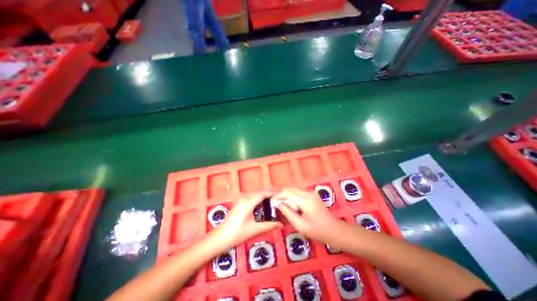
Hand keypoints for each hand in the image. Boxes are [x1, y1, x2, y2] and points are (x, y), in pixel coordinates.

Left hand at [216, 192, 282, 248]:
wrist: (220, 238)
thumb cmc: (238, 234)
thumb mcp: (255, 230)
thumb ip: (269, 225)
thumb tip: (281, 224)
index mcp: (249, 202)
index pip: (263, 193)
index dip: (272, 193)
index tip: (281, 195)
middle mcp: (245, 198)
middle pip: (259, 192)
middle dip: (269, 194)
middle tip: (279, 199)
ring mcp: (241, 200)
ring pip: (255, 194)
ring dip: (264, 195)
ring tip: (272, 201)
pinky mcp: (239, 203)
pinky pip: (251, 196)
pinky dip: (258, 198)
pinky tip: (262, 205)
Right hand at [273, 188, 343, 244]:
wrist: (334, 230)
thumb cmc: (317, 231)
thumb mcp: (299, 225)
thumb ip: (287, 212)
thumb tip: (278, 204)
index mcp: (305, 200)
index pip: (287, 192)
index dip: (277, 196)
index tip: (272, 203)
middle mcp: (308, 192)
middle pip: (289, 188)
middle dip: (281, 195)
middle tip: (277, 206)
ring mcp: (311, 192)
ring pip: (293, 190)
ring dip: (287, 196)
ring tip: (286, 207)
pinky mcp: (312, 194)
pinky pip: (298, 192)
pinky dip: (292, 197)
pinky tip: (293, 206)